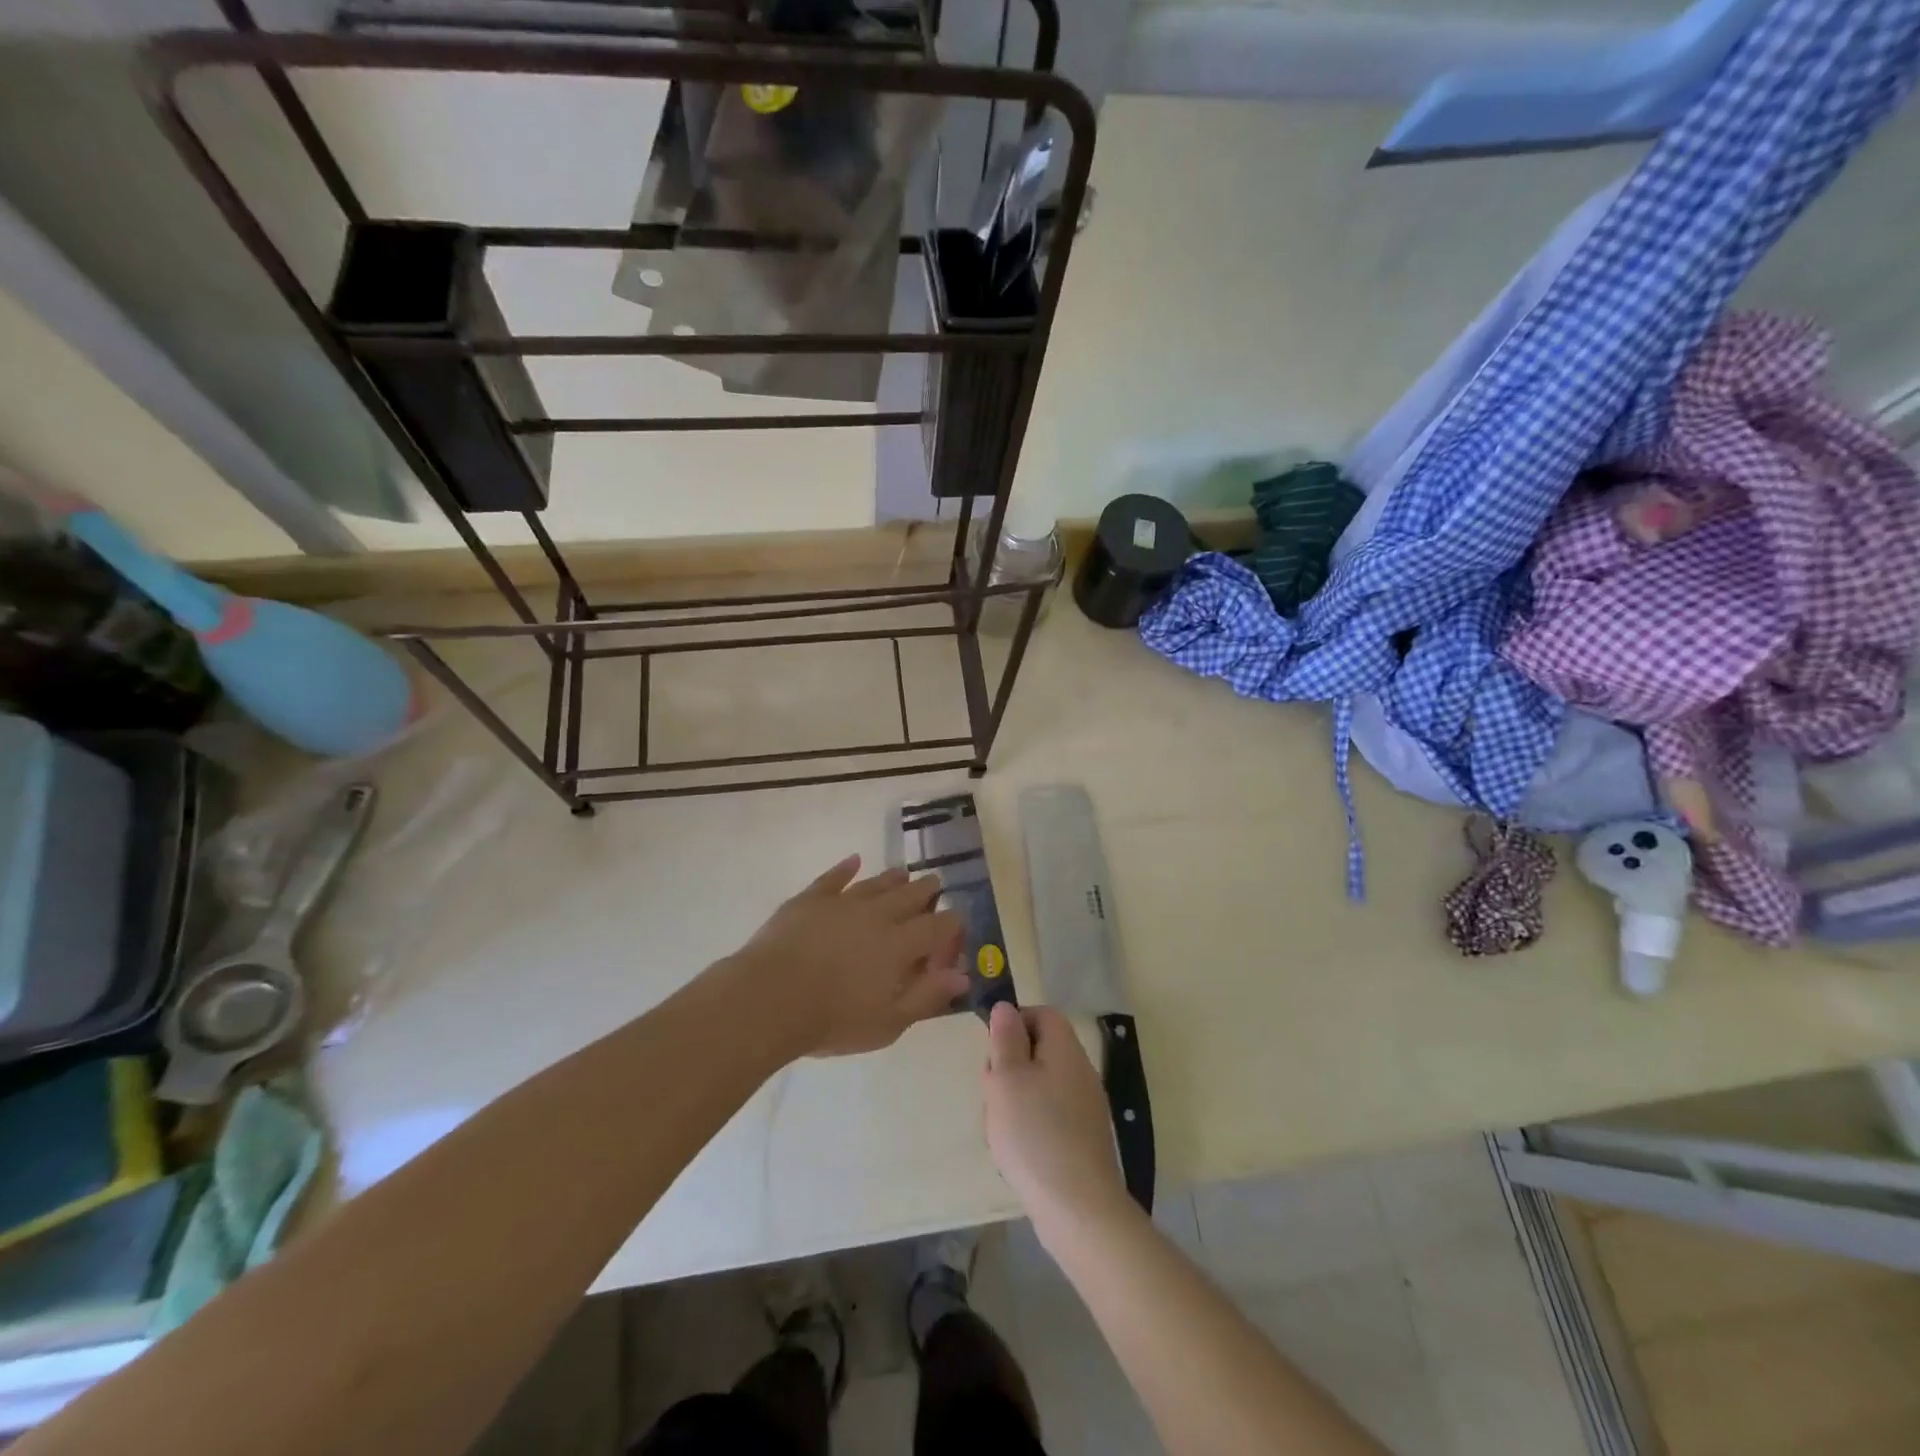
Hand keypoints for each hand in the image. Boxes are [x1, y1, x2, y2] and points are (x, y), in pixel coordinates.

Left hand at [730, 855, 968, 1058]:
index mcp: (900, 945)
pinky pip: (832, 878)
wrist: (770, 998)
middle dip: (926, 890)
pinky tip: (854, 860)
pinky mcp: (810, 900)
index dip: (951, 923)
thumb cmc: (833, 1018)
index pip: (937, 927)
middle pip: (909, 896)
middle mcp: (877, 915)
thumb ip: (927, 996)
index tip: (958, 920)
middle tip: (936, 883)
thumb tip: (962, 975)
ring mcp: (842, 903)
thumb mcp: (889, 1022)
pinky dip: (845, 869)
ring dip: (892, 878)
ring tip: (904, 872)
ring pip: (875, 884)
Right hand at [983, 1002, 1131, 1233]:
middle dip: (1011, 1065)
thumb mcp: (1007, 1079)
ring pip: (1042, 1084)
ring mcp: (1086, 1107)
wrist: (1078, 1208)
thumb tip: (1006, 1008)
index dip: (1015, 1023)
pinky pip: (1051, 1115)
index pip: (1043, 1014)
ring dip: (1016, 1097)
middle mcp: (1082, 1072)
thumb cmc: (1035, 1133)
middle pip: (1041, 1050)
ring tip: (1000, 1125)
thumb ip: (1005, 1040)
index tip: (992, 1050)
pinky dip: (1031, 1124)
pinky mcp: (1084, 1139)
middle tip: (992, 1091)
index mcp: (1066, 1050)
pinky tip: (1018, 1150)